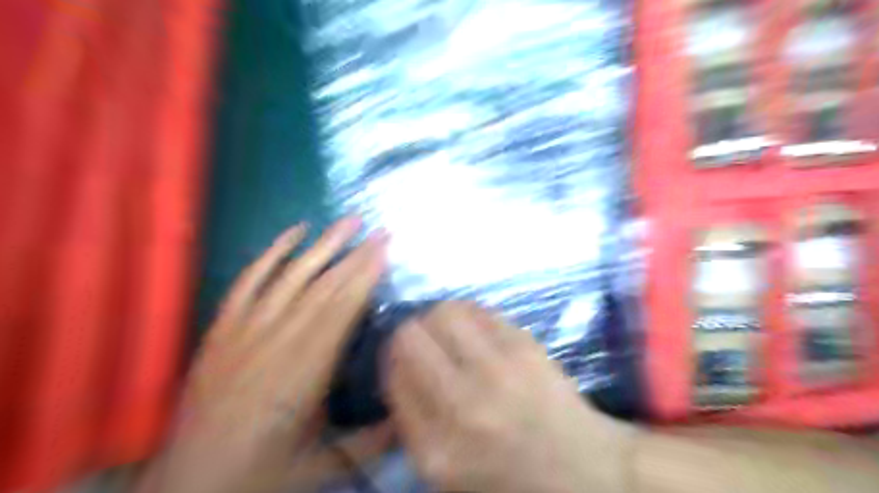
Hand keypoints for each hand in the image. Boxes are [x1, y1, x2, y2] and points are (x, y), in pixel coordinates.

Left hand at [153, 218, 392, 492]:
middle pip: (322, 287)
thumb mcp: (325, 466)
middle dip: (355, 254)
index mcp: (303, 372)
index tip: (387, 249)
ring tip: (348, 220)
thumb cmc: (262, 472)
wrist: (189, 486)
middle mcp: (275, 341)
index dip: (366, 275)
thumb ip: (373, 440)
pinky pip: (248, 281)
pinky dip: (272, 253)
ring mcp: (244, 331)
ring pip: (291, 277)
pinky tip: (293, 232)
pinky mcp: (223, 329)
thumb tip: (412, 413)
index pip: (342, 309)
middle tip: (380, 229)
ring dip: (322, 245)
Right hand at [388, 300, 634, 492]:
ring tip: (449, 332)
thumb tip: (396, 366)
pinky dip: (468, 313)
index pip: (392, 375)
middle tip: (423, 342)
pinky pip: (478, 309)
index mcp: (435, 447)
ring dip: (437, 317)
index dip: (392, 361)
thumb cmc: (508, 474)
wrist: (582, 469)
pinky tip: (475, 328)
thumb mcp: (445, 471)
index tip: (402, 360)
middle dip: (408, 334)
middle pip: (409, 336)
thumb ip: (411, 422)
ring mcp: (497, 369)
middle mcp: (462, 403)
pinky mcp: (524, 345)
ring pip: (442, 311)